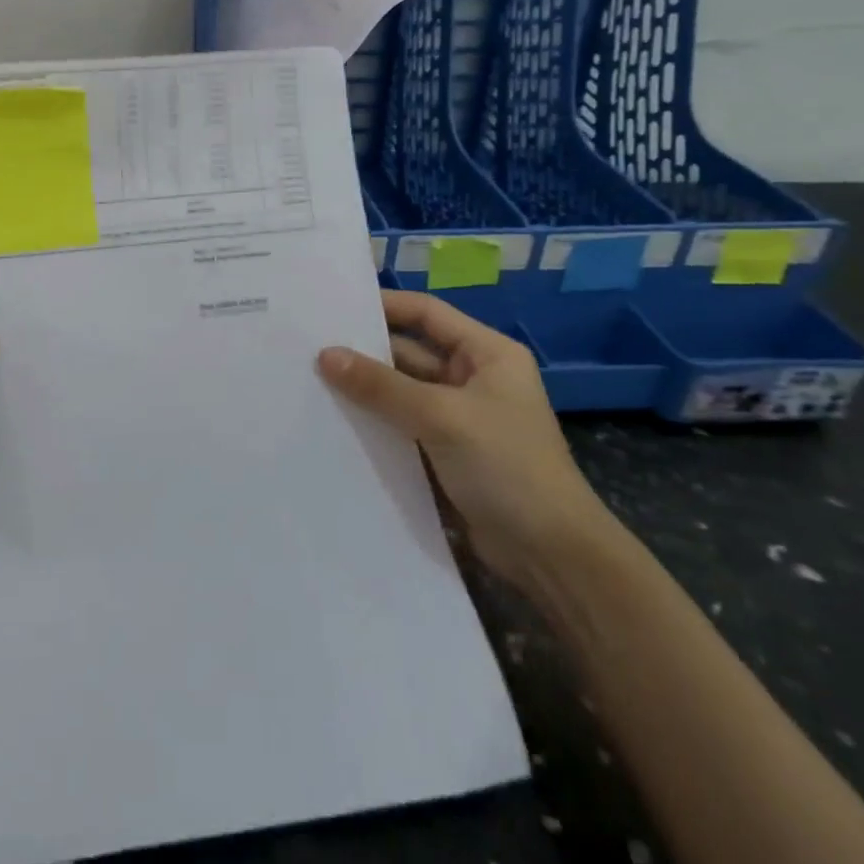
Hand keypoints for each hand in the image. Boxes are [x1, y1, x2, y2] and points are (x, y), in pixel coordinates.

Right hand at [318, 289, 610, 591]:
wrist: (552, 557)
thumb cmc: (507, 467)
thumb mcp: (441, 417)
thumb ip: (381, 386)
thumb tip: (325, 355)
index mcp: (487, 354)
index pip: (426, 313)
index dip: (383, 306)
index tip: (335, 307)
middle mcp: (472, 377)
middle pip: (409, 352)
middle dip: (365, 350)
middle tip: (311, 344)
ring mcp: (459, 416)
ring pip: (401, 390)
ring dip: (365, 388)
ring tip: (311, 378)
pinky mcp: (445, 451)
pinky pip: (401, 424)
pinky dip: (374, 421)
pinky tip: (335, 420)